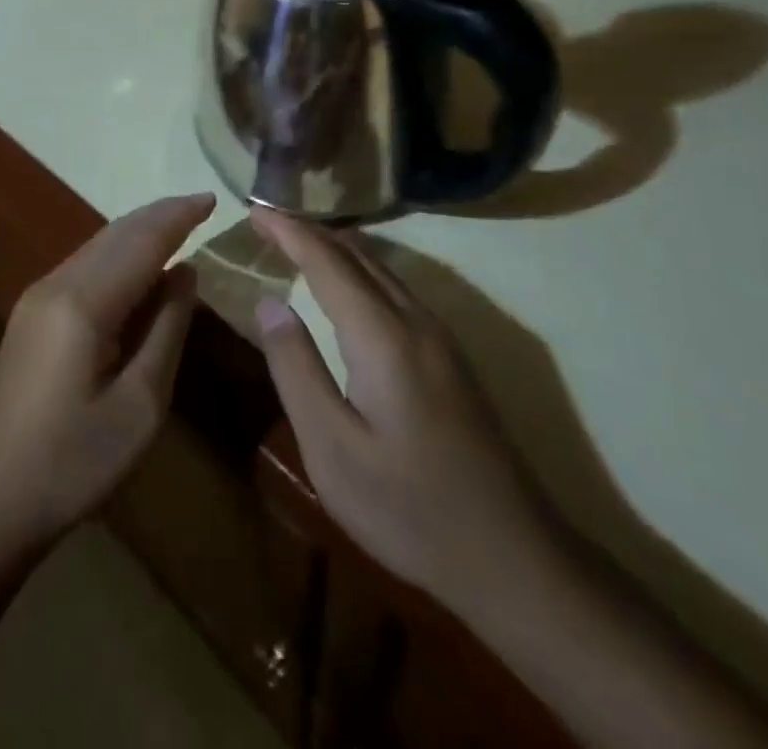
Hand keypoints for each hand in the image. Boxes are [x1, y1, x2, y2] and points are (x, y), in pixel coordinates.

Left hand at [0, 193, 214, 563]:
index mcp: (83, 303)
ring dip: (138, 232)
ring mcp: (37, 298)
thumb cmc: (73, 464)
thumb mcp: (140, 405)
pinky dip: (119, 255)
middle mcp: (55, 285)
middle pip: (115, 234)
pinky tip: (139, 267)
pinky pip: (84, 266)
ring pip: (97, 246)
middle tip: (201, 205)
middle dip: (160, 215)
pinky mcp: (31, 315)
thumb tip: (185, 272)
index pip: (141, 242)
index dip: (178, 217)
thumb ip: (166, 330)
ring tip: (179, 226)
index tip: (213, 198)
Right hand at [251, 208, 553, 623]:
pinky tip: (347, 286)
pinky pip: (396, 288)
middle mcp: (415, 320)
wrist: (513, 556)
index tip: (253, 211)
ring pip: (381, 268)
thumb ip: (297, 369)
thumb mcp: (332, 449)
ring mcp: (440, 337)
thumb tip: (269, 302)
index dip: (288, 231)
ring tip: (298, 243)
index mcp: (382, 336)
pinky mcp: (451, 356)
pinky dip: (360, 270)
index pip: (327, 261)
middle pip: (357, 254)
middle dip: (310, 231)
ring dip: (336, 247)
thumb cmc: (409, 508)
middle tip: (267, 222)